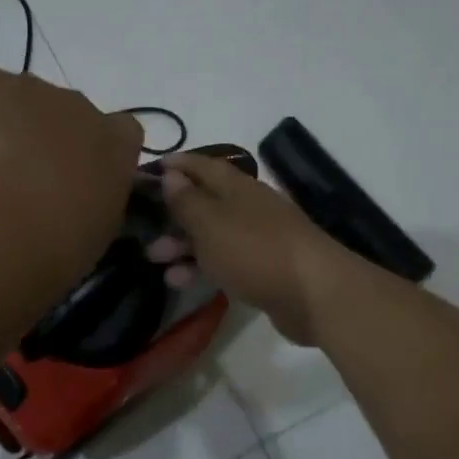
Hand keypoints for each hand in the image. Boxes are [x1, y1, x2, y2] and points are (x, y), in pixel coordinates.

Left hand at [0, 64, 142, 271]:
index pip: (119, 132)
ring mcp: (26, 86)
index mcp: (116, 144)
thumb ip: (91, 206)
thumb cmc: (55, 246)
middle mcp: (78, 104)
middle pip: (60, 113)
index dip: (91, 153)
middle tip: (13, 186)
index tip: (71, 182)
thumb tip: (71, 204)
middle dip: (39, 140)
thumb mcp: (93, 237)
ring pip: (10, 101)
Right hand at [147, 152, 362, 345]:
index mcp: (237, 187)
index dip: (178, 165)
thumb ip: (187, 200)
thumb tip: (171, 174)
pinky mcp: (264, 269)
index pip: (203, 166)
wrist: (314, 293)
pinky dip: (202, 267)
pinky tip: (180, 281)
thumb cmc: (255, 250)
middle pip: (206, 202)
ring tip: (155, 259)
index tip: (150, 169)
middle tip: (144, 226)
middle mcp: (249, 207)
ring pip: (213, 235)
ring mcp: (260, 239)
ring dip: (183, 244)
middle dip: (174, 213)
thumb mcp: (211, 223)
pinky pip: (225, 262)